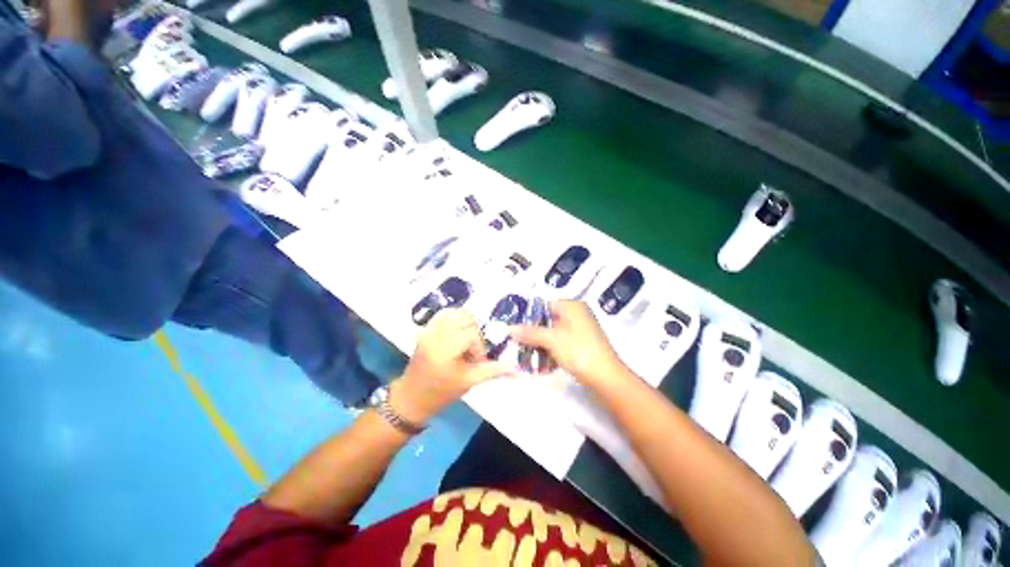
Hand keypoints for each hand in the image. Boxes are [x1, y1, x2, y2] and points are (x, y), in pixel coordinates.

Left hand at [391, 309, 513, 424]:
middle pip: (465, 318)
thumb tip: (515, 367)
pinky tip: (457, 333)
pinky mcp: (425, 329)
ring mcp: (428, 330)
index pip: (472, 333)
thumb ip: (492, 370)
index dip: (479, 346)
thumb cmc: (441, 392)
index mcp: (445, 348)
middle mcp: (435, 334)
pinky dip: (454, 319)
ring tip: (466, 340)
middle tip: (472, 349)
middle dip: (474, 332)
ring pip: (455, 312)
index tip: (477, 360)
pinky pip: (443, 315)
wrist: (412, 397)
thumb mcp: (469, 382)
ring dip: (466, 323)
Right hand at [510, 300, 626, 387]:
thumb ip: (530, 333)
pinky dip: (550, 351)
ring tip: (524, 353)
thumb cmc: (579, 351)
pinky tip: (540, 361)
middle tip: (517, 341)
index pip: (544, 304)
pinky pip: (560, 344)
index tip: (514, 325)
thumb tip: (509, 328)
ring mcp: (580, 331)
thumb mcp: (551, 340)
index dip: (528, 315)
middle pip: (548, 320)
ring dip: (540, 343)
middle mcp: (576, 315)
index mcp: (572, 306)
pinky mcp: (581, 345)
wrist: (606, 378)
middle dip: (533, 332)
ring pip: (553, 333)